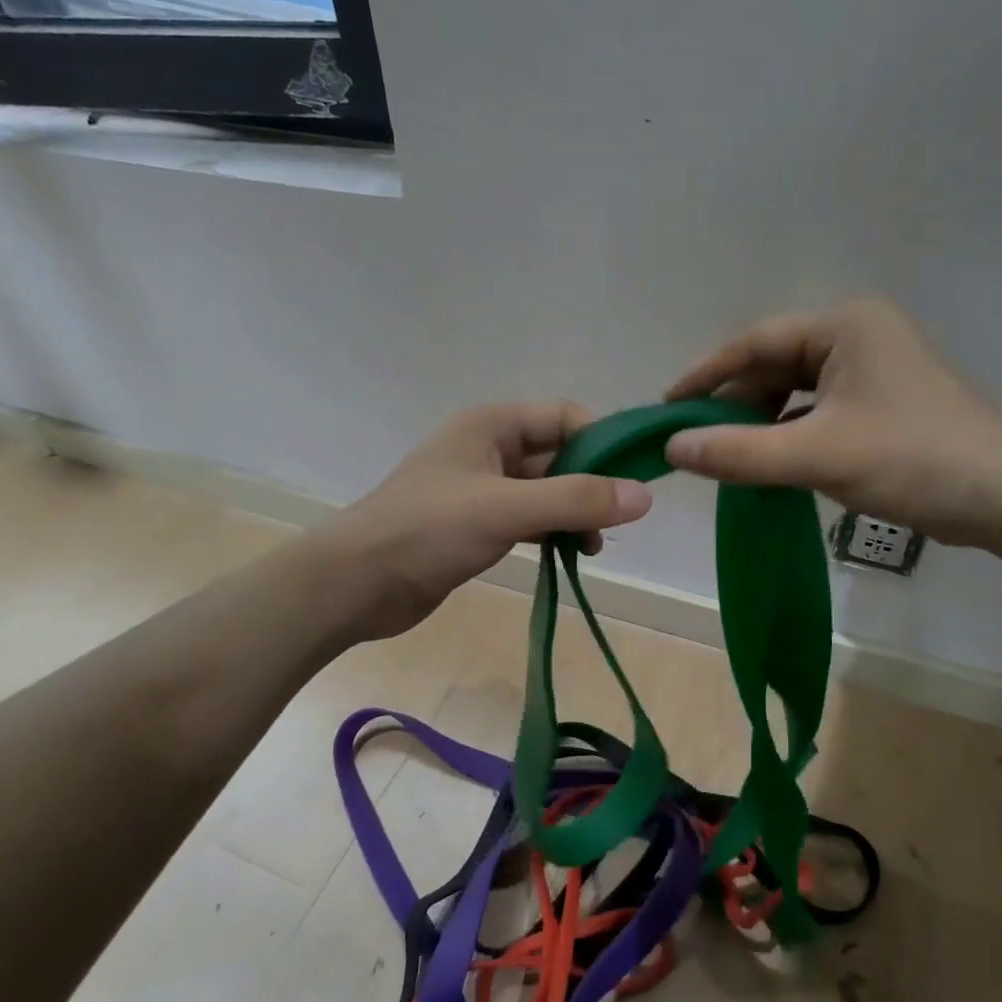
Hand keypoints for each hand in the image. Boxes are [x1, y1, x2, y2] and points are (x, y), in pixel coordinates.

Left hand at [319, 402, 652, 640]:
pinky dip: (550, 532)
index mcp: (491, 425)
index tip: (630, 482)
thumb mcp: (506, 509)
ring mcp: (481, 488)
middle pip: (558, 455)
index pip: (564, 418)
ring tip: (591, 548)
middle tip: (614, 524)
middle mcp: (488, 448)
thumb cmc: (427, 531)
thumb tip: (645, 496)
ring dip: (572, 513)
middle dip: (590, 485)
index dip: (600, 444)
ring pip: (545, 491)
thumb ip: (576, 500)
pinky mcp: (475, 525)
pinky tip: (566, 555)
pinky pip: (527, 518)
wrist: (356, 584)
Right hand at [662, 298, 1001, 546]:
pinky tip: (768, 461)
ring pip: (794, 391)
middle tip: (695, 442)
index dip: (705, 375)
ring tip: (727, 455)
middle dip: (734, 403)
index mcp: (844, 326)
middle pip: (774, 366)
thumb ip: (739, 452)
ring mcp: (871, 369)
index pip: (755, 342)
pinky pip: (816, 411)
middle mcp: (857, 336)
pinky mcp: (880, 402)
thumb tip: (671, 449)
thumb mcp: (818, 456)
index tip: (666, 408)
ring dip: (759, 422)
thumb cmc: (913, 461)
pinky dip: (788, 434)